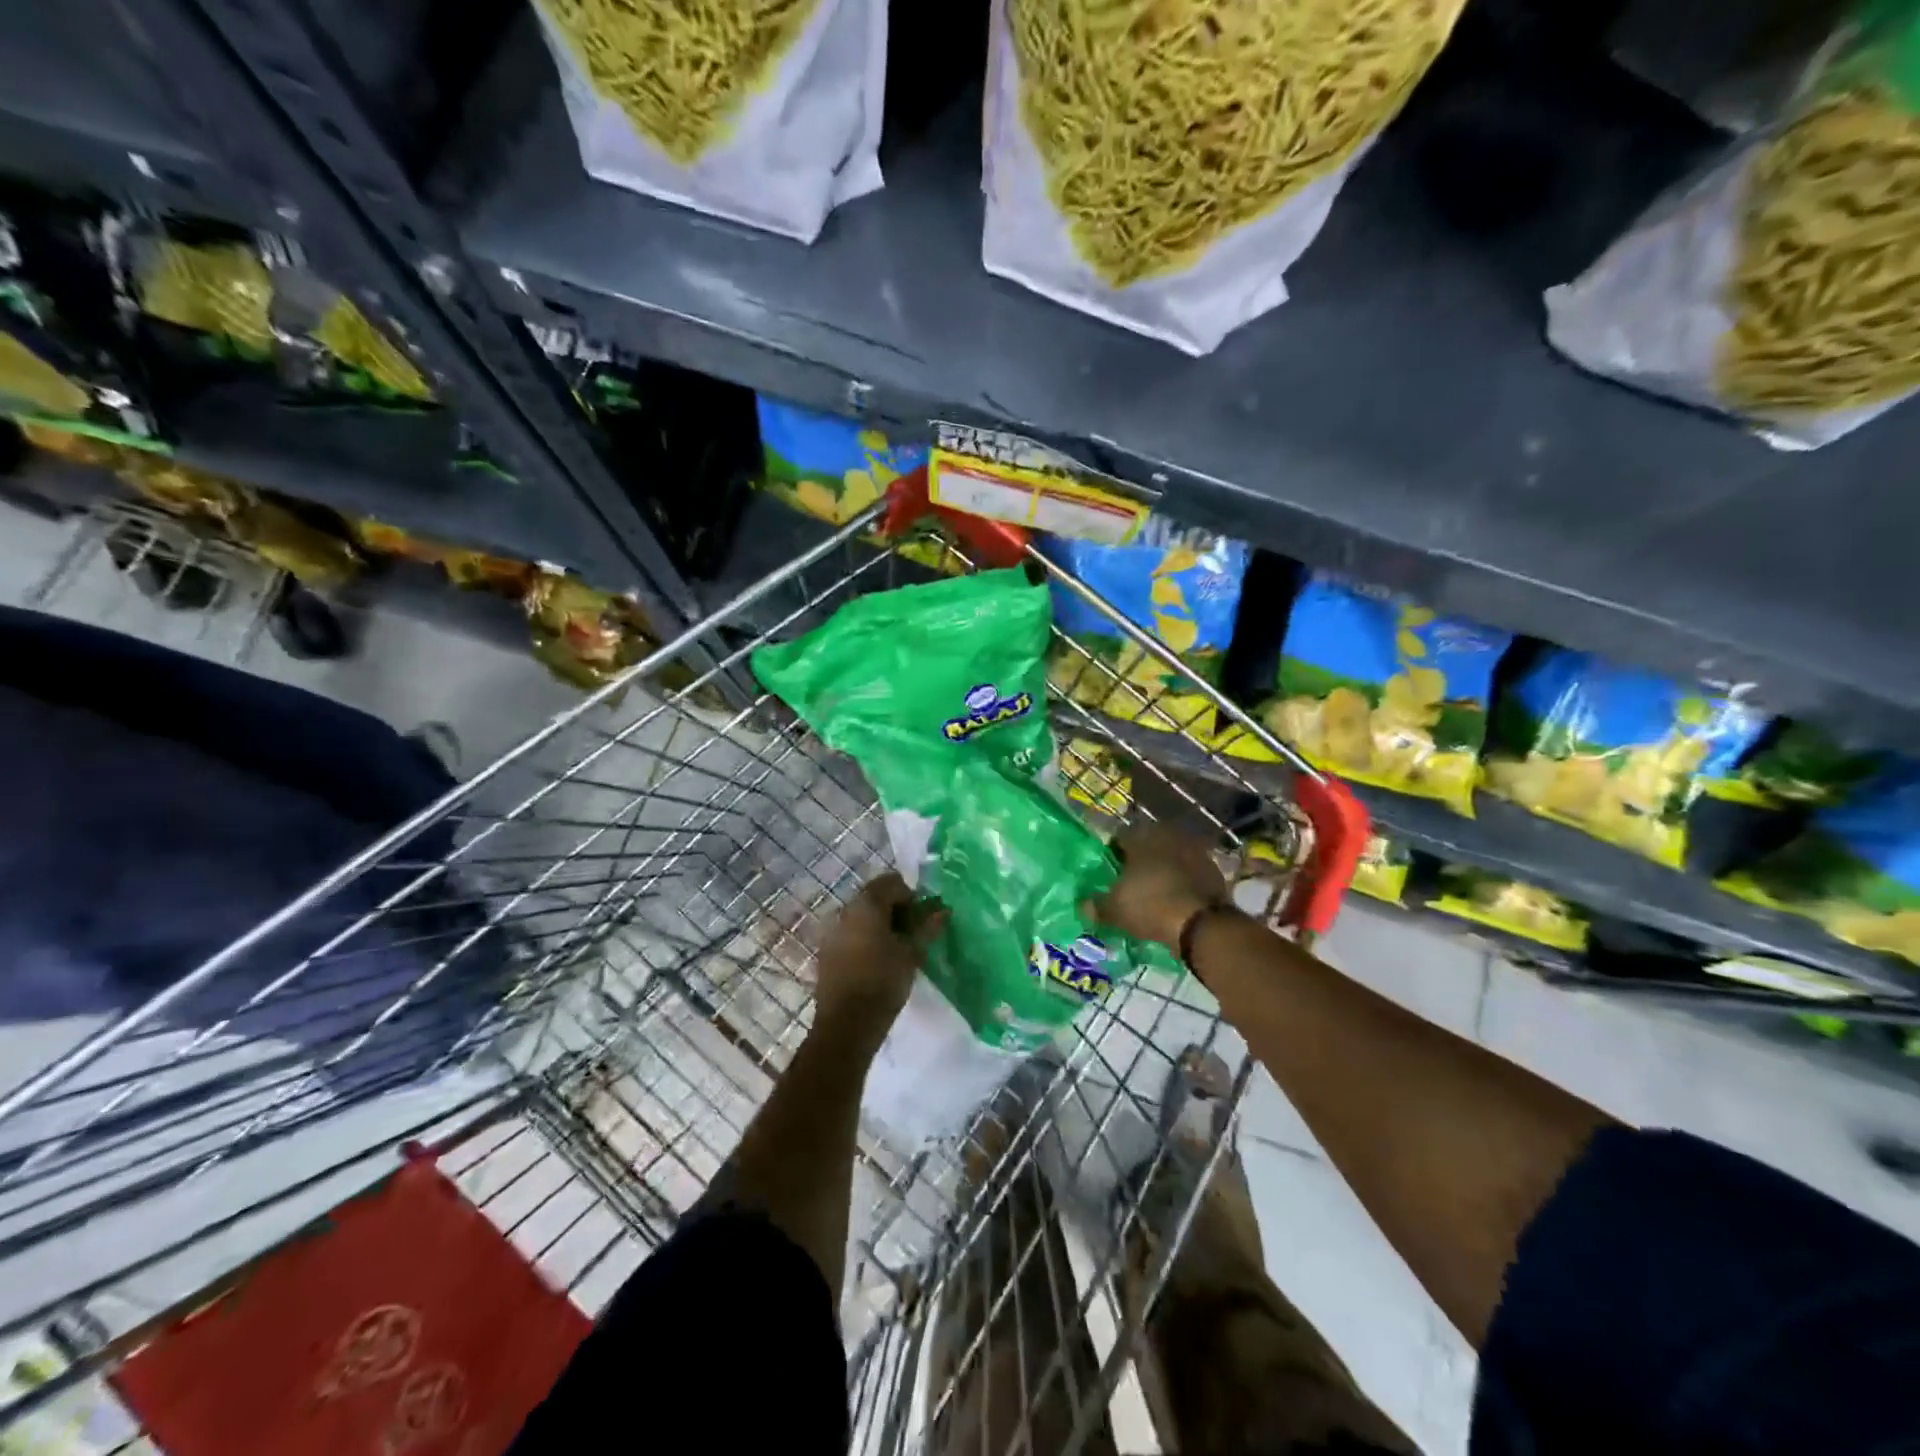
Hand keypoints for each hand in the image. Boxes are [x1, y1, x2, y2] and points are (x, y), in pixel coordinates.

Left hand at [813, 873, 945, 1046]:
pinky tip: (878, 963)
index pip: (892, 882)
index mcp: (866, 904)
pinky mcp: (827, 952)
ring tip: (898, 950)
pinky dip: (867, 939)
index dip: (912, 896)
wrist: (846, 1024)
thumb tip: (943, 910)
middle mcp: (845, 910)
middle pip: (875, 897)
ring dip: (881, 925)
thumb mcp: (912, 953)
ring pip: (863, 917)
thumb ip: (927, 927)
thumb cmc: (883, 981)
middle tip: (914, 934)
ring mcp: (833, 931)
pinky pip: (851, 934)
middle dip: (897, 910)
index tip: (923, 919)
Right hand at [1084, 824, 1227, 950]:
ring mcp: (1195, 852)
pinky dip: (1184, 883)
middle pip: (1148, 845)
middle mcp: (1168, 837)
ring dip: (1164, 870)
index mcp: (1141, 838)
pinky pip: (1191, 874)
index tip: (1109, 872)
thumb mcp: (1115, 910)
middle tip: (1132, 882)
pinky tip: (1178, 900)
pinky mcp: (1214, 871)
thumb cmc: (1150, 906)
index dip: (1113, 854)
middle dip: (1140, 860)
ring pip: (1172, 858)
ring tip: (1156, 892)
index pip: (1120, 838)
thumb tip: (1084, 906)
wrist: (1202, 924)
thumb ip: (1096, 906)